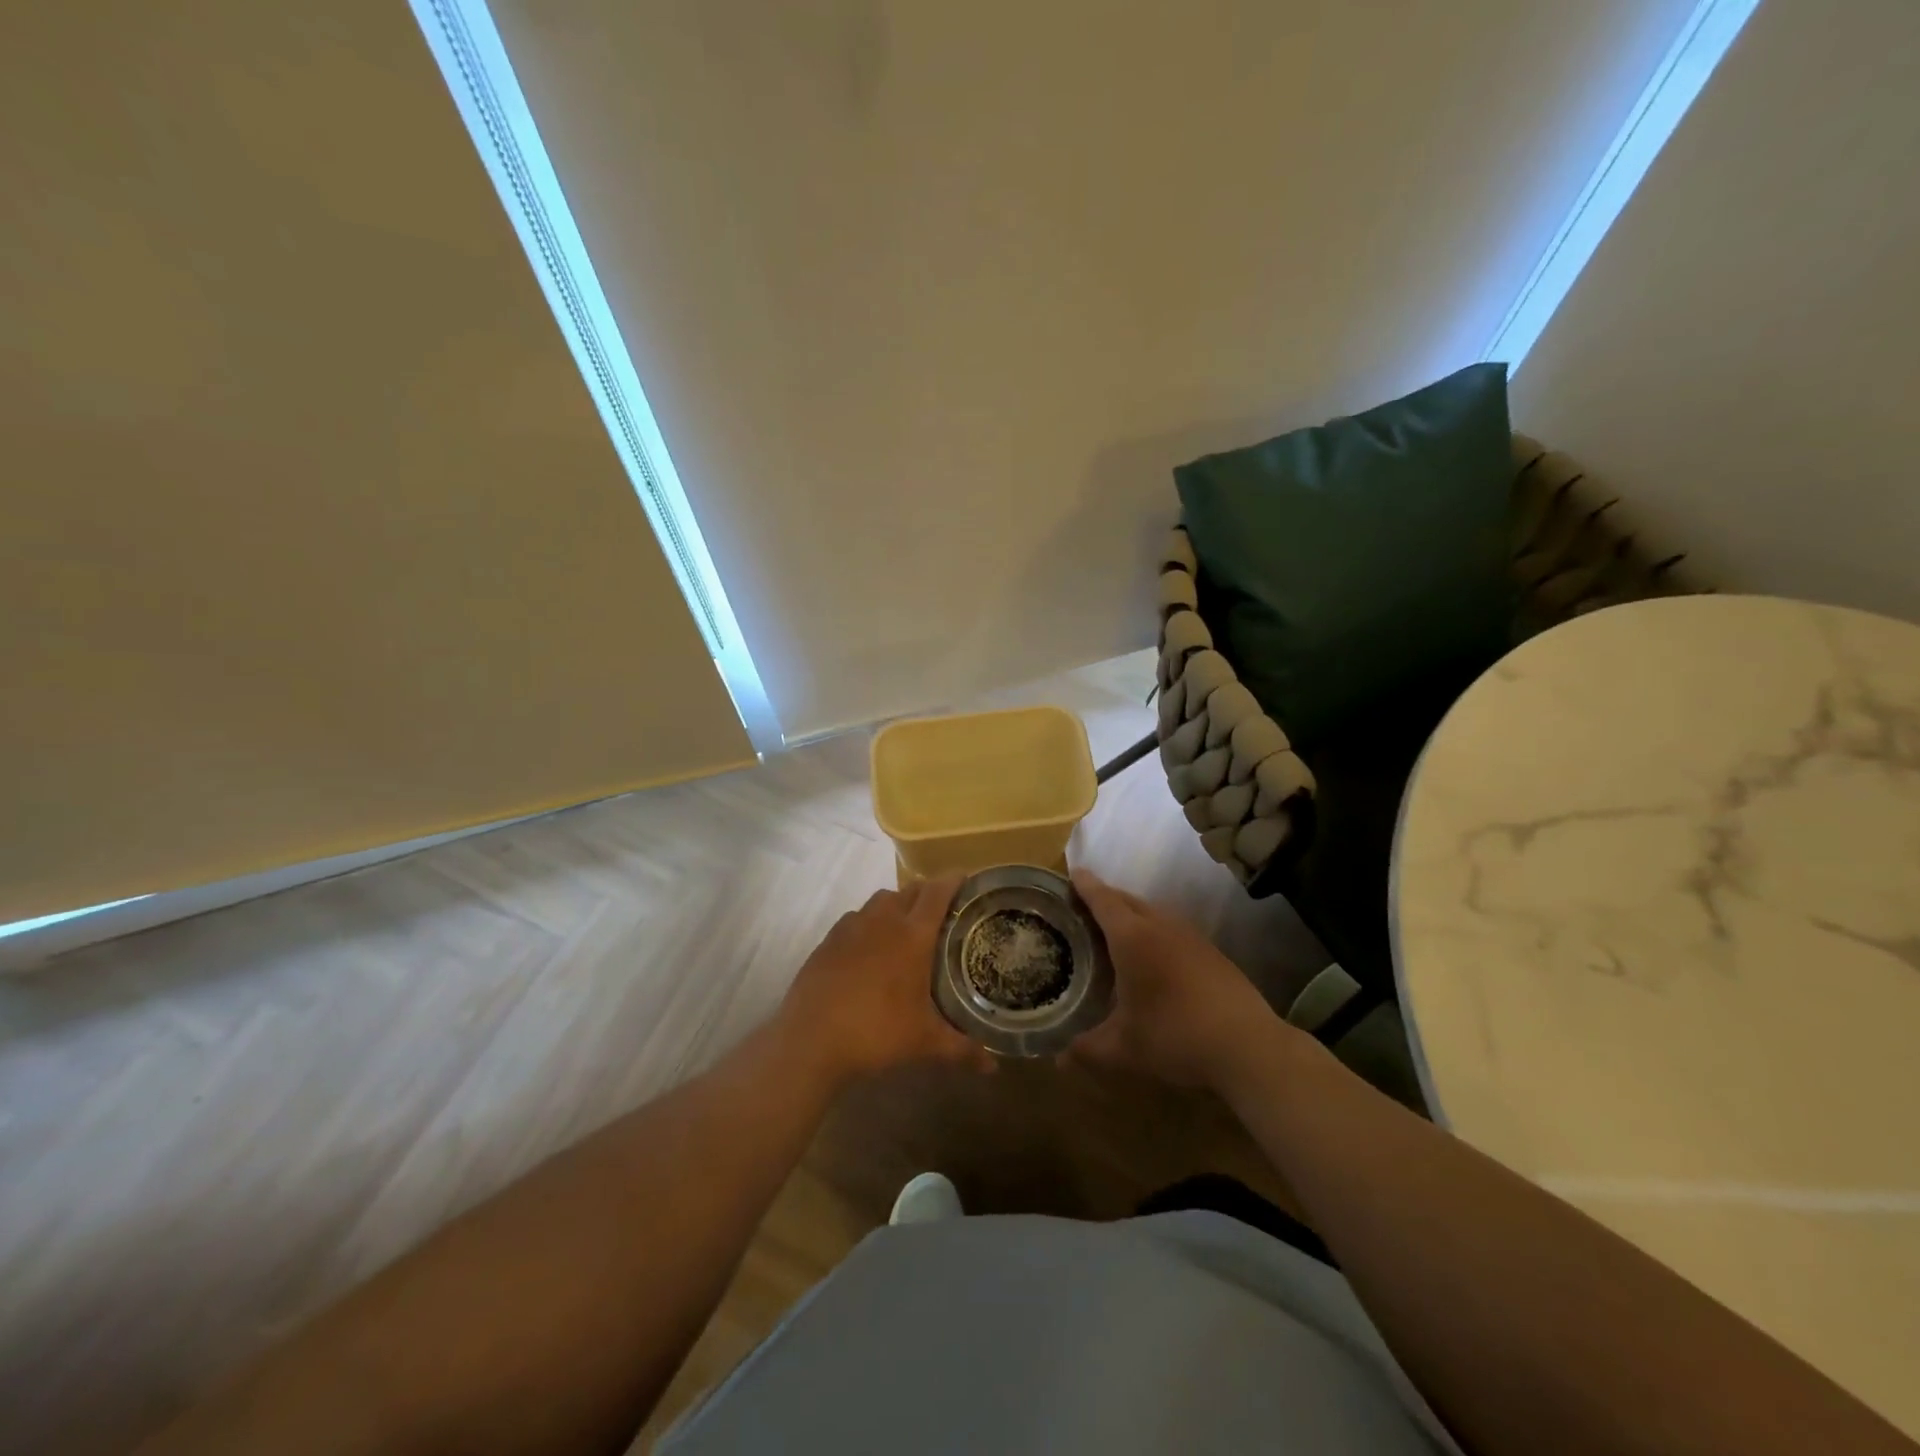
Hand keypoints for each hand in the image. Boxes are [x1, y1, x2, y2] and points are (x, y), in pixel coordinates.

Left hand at [778, 876, 992, 1084]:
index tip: (966, 879)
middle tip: (943, 911)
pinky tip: (870, 949)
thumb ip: (962, 1049)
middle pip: (909, 890)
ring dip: (897, 905)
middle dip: (928, 893)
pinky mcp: (828, 940)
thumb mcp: (924, 1042)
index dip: (953, 881)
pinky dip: (869, 923)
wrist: (810, 1040)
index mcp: (912, 935)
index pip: (937, 892)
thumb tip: (993, 1066)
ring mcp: (851, 927)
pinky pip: (855, 918)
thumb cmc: (876, 1032)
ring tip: (906, 928)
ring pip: (880, 900)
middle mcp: (882, 920)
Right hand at [1066, 870, 1287, 1090]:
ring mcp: (1190, 936)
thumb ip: (1087, 1049)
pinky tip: (1154, 956)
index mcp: (1132, 938)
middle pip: (1127, 900)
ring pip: (1153, 912)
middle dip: (1105, 897)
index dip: (1085, 885)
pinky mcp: (1211, 952)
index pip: (1103, 900)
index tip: (1073, 872)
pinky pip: (1172, 928)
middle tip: (1084, 905)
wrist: (1247, 1046)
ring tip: (1116, 929)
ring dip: (1132, 913)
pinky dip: (1154, 931)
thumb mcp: (1123, 1049)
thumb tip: (1058, 1059)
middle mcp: (1161, 926)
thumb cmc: (1175, 1037)